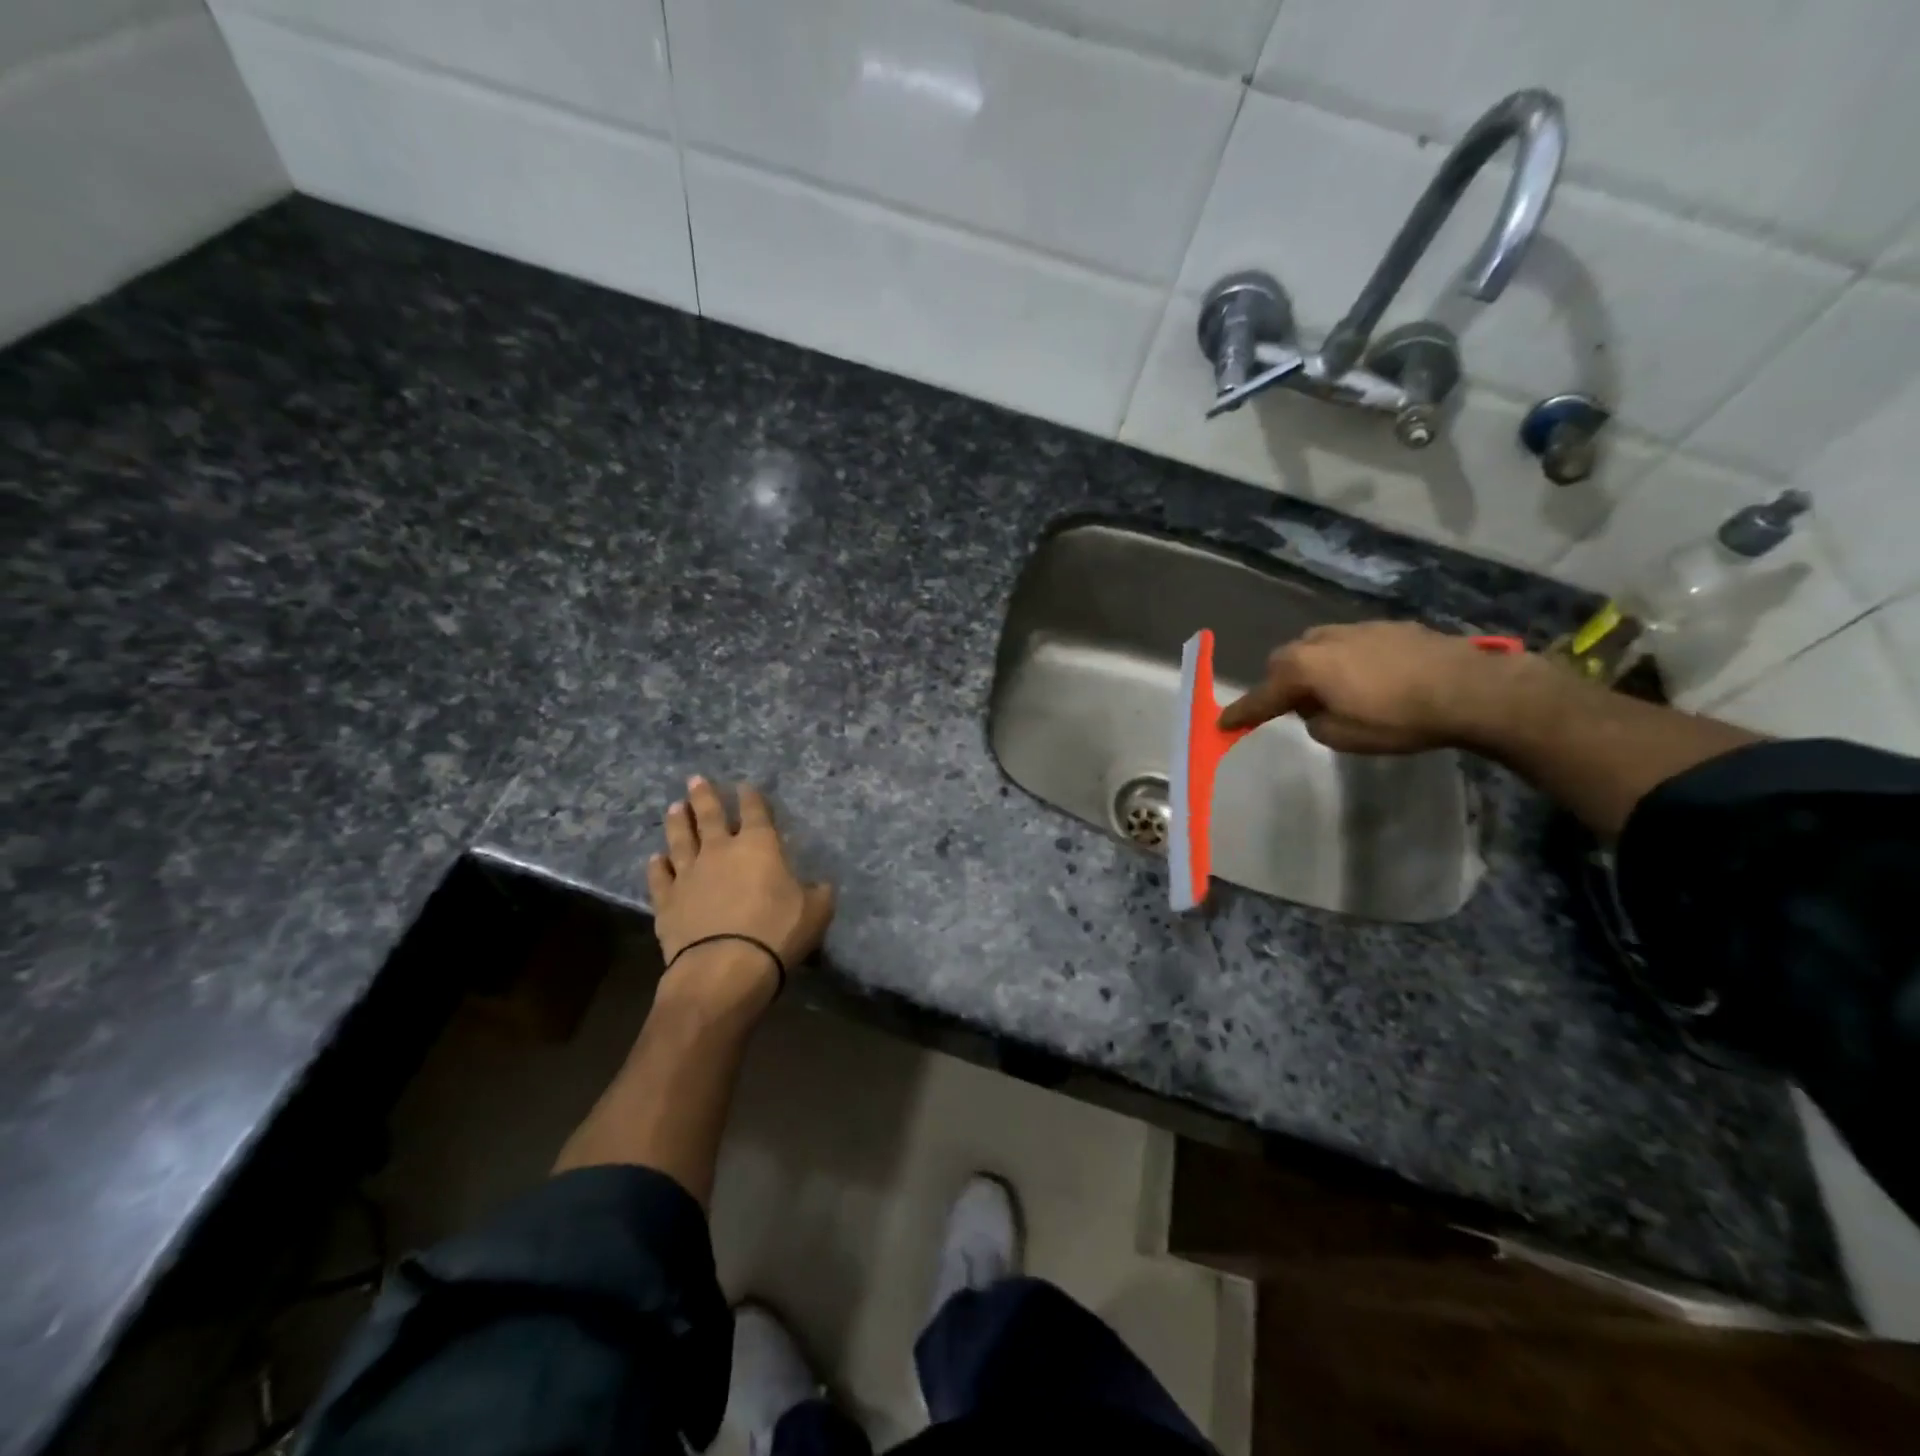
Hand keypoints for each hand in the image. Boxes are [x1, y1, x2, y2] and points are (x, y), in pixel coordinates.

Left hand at [647, 777, 835, 1008]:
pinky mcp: (667, 901)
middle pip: (710, 816)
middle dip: (704, 796)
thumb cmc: (776, 933)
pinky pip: (660, 877)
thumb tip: (820, 885)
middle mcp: (720, 850)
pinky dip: (657, 866)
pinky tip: (655, 858)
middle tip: (695, 780)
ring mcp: (689, 874)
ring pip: (680, 839)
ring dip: (678, 822)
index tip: (744, 786)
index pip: (755, 812)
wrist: (724, 967)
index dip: (751, 797)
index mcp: (759, 846)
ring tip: (675, 808)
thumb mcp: (816, 912)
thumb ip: (818, 893)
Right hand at [1217, 621, 1521, 752]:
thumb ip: (1314, 721)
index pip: (1262, 695)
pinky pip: (1350, 644)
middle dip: (1283, 682)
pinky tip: (1371, 679)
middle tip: (1294, 706)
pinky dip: (1347, 661)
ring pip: (1318, 647)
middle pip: (1285, 660)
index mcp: (1304, 667)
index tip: (1222, 723)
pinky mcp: (1388, 626)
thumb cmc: (1399, 718)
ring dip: (1316, 668)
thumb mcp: (1343, 737)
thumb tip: (1315, 708)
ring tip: (1336, 691)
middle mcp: (1321, 640)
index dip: (1242, 712)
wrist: (1471, 689)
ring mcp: (1356, 628)